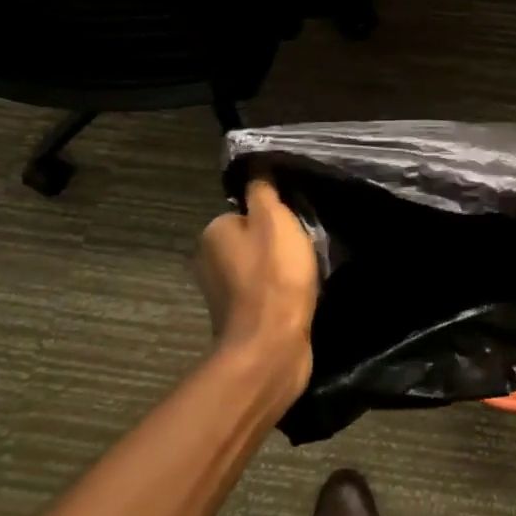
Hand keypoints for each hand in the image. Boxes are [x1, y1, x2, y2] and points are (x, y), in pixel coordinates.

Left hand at [196, 178, 318, 396]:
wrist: (271, 347)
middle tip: (304, 246)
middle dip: (278, 241)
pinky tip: (300, 294)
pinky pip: (264, 291)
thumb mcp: (275, 219)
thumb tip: (256, 169)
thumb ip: (264, 191)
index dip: (274, 214)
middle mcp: (209, 260)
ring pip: (259, 265)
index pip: (247, 209)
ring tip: (306, 272)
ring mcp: (222, 293)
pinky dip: (281, 290)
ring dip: (281, 267)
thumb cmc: (274, 276)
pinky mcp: (240, 318)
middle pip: (253, 237)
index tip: (296, 222)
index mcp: (213, 233)